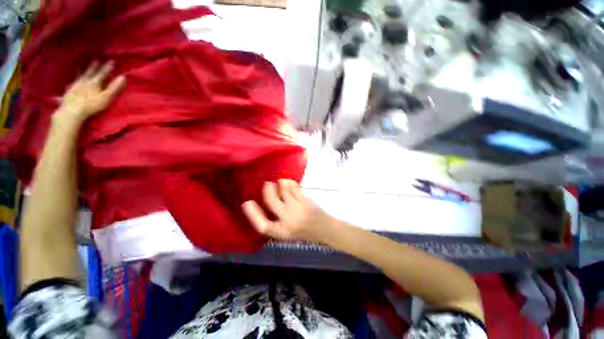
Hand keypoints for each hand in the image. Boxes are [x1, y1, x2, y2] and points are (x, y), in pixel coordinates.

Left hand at [55, 61, 125, 124]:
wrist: (72, 110)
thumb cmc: (92, 105)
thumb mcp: (106, 97)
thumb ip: (115, 87)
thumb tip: (123, 77)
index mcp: (94, 82)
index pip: (103, 73)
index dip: (108, 67)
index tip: (112, 61)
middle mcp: (84, 81)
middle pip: (90, 71)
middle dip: (94, 66)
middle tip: (96, 59)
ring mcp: (75, 85)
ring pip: (79, 75)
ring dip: (82, 70)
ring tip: (82, 66)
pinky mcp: (68, 91)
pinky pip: (71, 83)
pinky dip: (73, 80)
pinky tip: (71, 80)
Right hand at [242, 180, 336, 242]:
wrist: (324, 229)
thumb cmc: (304, 233)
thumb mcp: (287, 233)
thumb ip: (276, 222)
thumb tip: (265, 205)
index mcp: (281, 232)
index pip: (262, 225)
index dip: (252, 214)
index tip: (247, 203)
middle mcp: (288, 220)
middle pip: (272, 202)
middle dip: (267, 191)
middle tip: (266, 184)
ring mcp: (298, 209)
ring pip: (284, 192)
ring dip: (280, 185)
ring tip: (279, 182)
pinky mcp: (306, 201)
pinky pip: (295, 189)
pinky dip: (290, 183)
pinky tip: (288, 182)